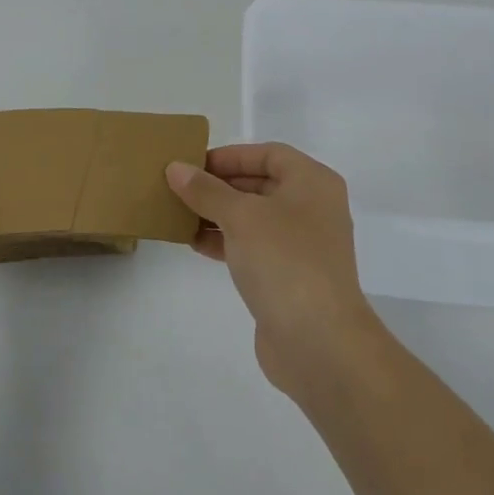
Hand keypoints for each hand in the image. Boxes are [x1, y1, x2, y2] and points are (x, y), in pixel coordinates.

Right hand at [167, 143, 379, 395]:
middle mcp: (312, 208)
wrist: (318, 340)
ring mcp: (303, 245)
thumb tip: (176, 168)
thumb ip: (206, 190)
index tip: (193, 164)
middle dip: (219, 186)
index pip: (269, 154)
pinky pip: (253, 247)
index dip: (230, 155)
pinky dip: (226, 241)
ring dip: (218, 214)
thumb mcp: (240, 216)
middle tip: (179, 188)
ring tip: (179, 214)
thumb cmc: (284, 260)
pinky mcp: (290, 277)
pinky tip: (195, 244)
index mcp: (312, 183)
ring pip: (254, 218)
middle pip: (261, 184)